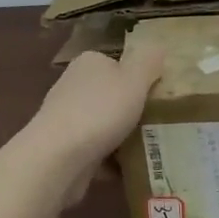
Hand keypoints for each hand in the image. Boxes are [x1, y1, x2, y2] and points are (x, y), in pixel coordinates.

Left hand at [27, 46, 163, 176]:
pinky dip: (112, 160)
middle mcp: (74, 85)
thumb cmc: (100, 111)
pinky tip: (130, 169)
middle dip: (133, 111)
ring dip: (124, 137)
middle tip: (161, 124)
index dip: (141, 79)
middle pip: (113, 96)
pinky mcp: (64, 148)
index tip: (159, 97)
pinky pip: (96, 151)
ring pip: (105, 125)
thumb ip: (149, 62)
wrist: (58, 158)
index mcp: (89, 63)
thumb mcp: (135, 79)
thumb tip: (158, 48)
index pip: (119, 65)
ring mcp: (66, 118)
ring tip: (152, 149)